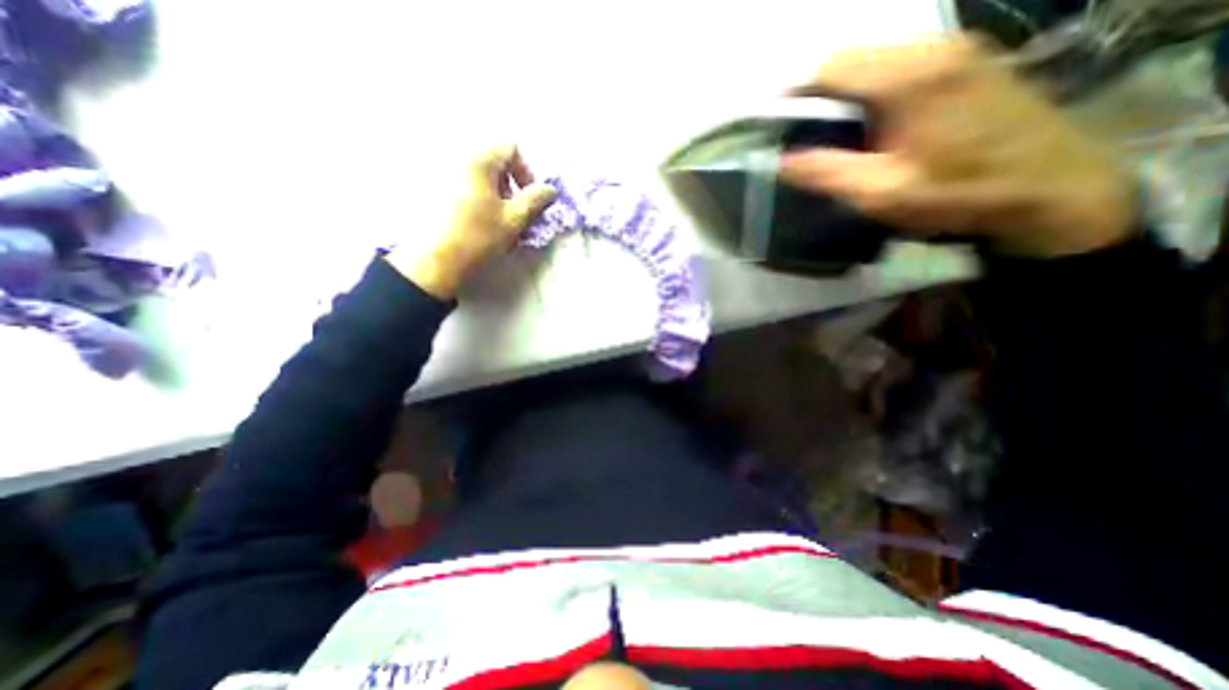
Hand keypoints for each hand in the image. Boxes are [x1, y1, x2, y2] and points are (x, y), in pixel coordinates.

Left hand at [382, 142, 558, 297]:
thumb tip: (550, 189)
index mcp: (478, 161)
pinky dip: (477, 199)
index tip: (529, 198)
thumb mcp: (514, 220)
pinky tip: (476, 222)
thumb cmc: (478, 237)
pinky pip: (463, 186)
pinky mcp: (431, 191)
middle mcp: (457, 159)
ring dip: (495, 194)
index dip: (526, 171)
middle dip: (510, 185)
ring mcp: (441, 174)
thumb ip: (535, 200)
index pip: (510, 148)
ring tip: (496, 221)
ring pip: (478, 176)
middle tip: (514, 212)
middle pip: (493, 161)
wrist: (435, 261)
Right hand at [781, 34, 1137, 255]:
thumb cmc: (959, 194)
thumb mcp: (882, 193)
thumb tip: (780, 161)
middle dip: (812, 89)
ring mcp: (954, 48)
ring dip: (839, 87)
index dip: (791, 91)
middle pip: (850, 56)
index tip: (768, 119)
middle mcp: (931, 48)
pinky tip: (863, 118)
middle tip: (792, 127)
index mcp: (908, 79)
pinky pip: (897, 62)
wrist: (1051, 188)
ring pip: (873, 57)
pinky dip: (866, 85)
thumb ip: (827, 172)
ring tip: (821, 126)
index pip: (829, 69)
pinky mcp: (966, 59)